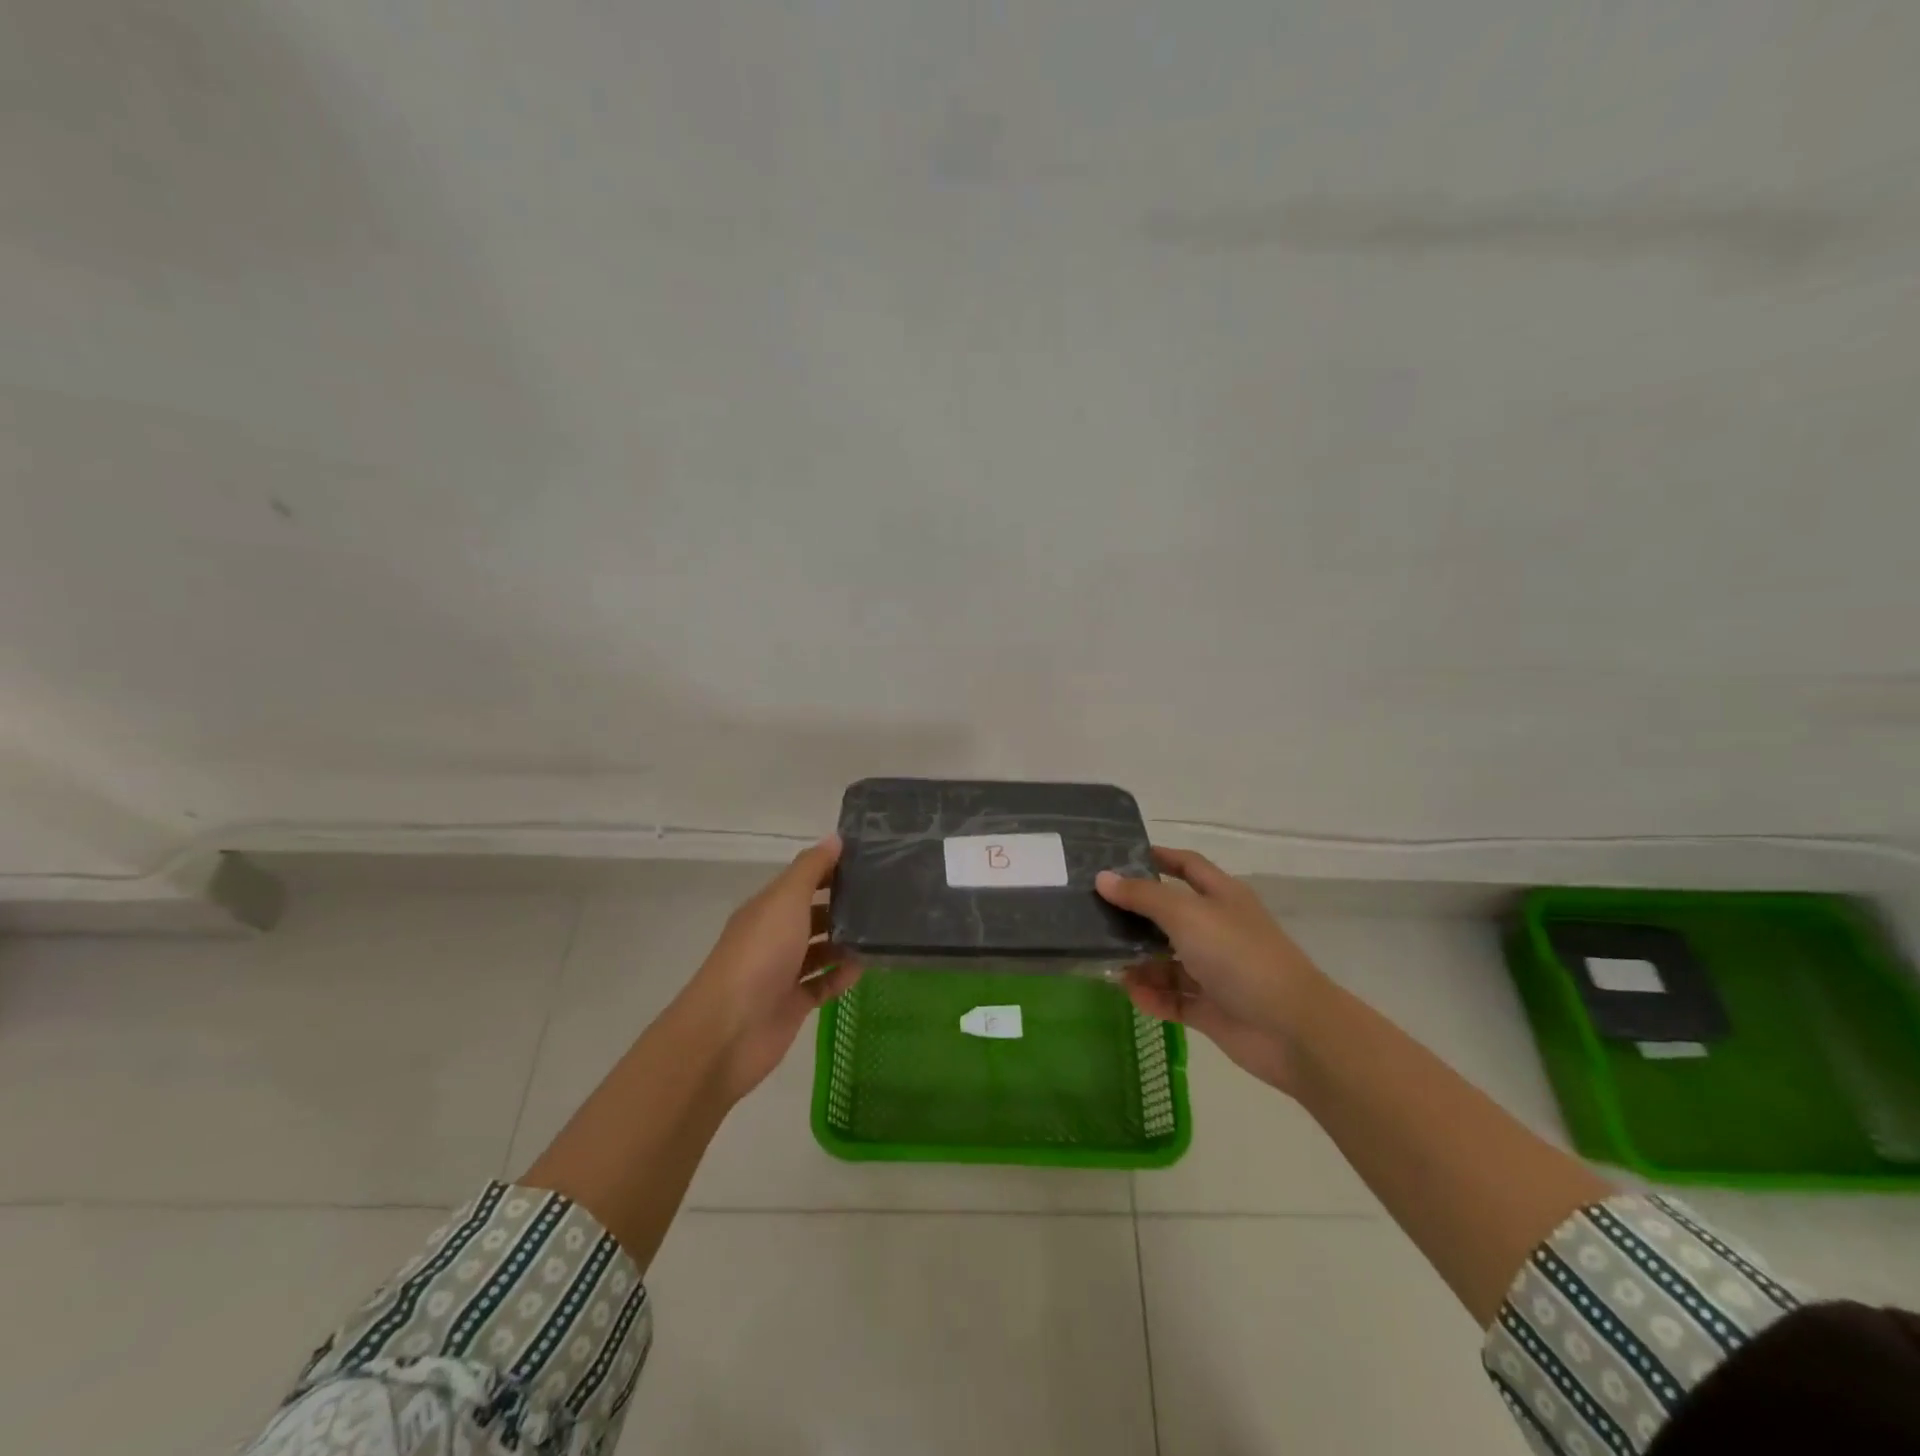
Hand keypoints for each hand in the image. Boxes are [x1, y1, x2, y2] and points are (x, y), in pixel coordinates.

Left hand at [675, 836, 860, 1101]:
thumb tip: (835, 838)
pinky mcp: (793, 1004)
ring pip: (820, 949)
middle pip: (813, 913)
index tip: (871, 860)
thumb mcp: (785, 900)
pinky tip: (865, 967)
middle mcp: (775, 936)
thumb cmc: (759, 954)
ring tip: (884, 931)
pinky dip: (842, 975)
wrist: (729, 1030)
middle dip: (844, 904)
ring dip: (846, 941)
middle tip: (887, 896)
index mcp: (768, 908)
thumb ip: (811, 869)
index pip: (804, 879)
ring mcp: (783, 972)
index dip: (833, 868)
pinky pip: (824, 984)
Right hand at [1097, 847, 1326, 1094]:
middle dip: (1135, 915)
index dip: (1157, 857)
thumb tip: (1103, 877)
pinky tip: (1131, 994)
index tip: (1118, 857)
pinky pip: (1173, 997)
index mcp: (1221, 897)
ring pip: (1167, 960)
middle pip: (1169, 915)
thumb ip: (1142, 896)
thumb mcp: (1186, 914)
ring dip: (1138, 961)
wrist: (1290, 1029)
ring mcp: (1215, 971)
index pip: (1186, 866)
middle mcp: (1217, 929)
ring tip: (1105, 961)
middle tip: (1092, 913)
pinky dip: (1152, 995)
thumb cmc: (1238, 956)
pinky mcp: (1211, 1009)